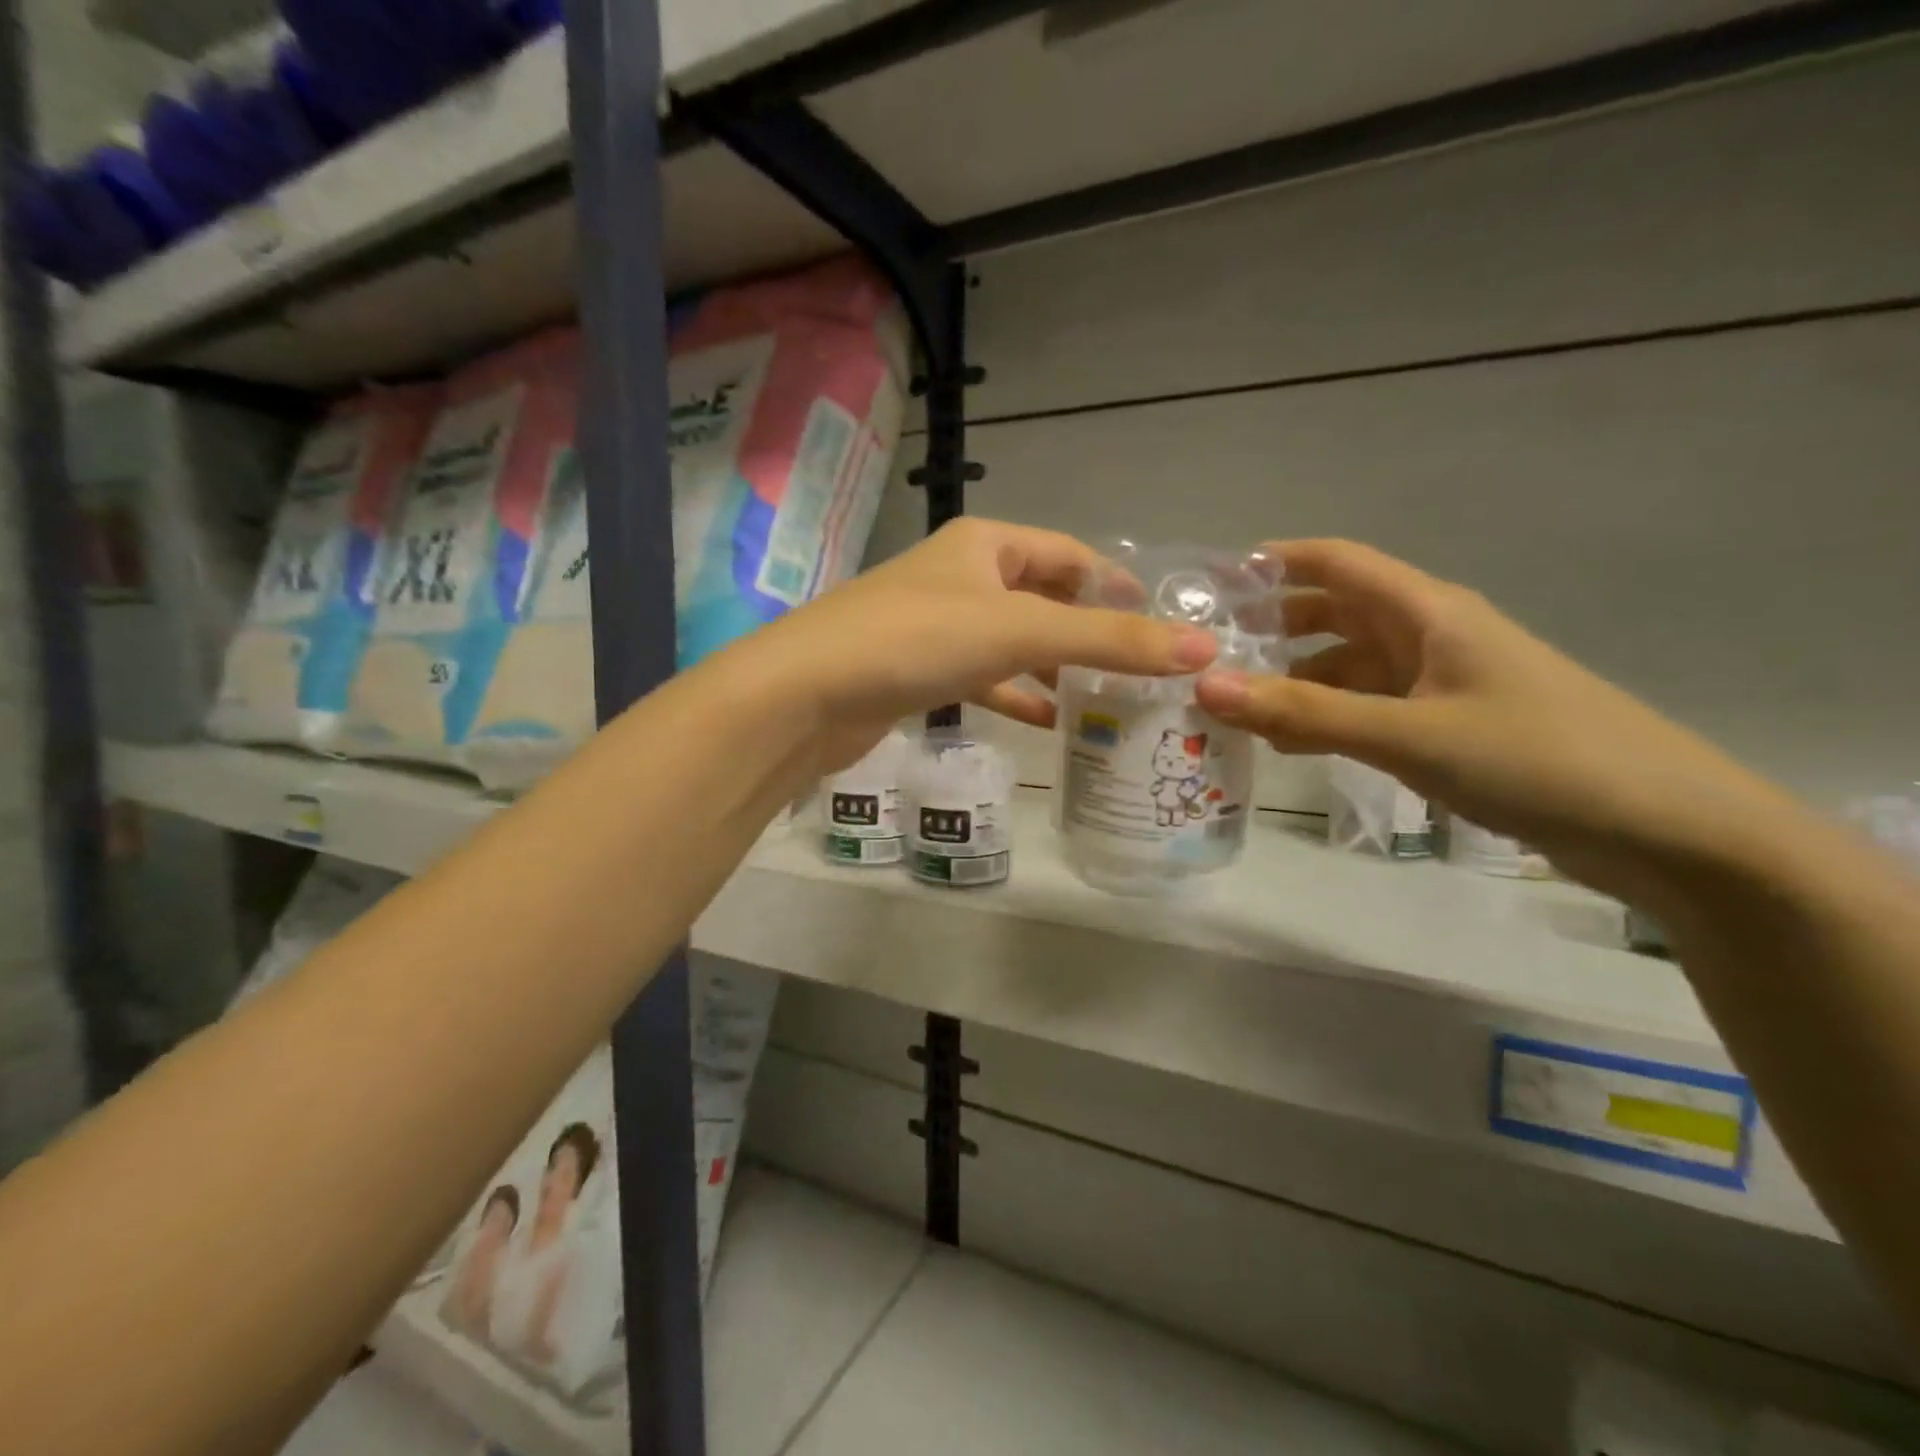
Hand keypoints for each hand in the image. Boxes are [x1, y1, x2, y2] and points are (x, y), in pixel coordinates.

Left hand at [737, 519, 1217, 772]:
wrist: (807, 692)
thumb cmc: (916, 640)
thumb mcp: (1021, 631)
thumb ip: (1108, 640)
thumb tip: (1201, 649)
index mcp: (985, 545)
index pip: (1067, 553)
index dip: (1115, 584)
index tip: (1161, 623)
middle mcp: (961, 576)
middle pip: (1041, 598)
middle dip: (1087, 631)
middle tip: (1140, 669)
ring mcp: (936, 625)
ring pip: (1012, 642)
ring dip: (1054, 668)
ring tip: (1105, 700)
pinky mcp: (918, 671)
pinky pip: (981, 678)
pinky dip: (1014, 695)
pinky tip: (1047, 723)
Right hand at [1193, 540, 1788, 891]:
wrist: (1667, 829)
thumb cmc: (1536, 758)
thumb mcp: (1408, 734)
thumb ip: (1304, 712)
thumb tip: (1205, 686)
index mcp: (1427, 612)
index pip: (1335, 562)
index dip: (1271, 563)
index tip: (1207, 584)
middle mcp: (1429, 636)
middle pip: (1333, 615)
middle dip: (1270, 630)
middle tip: (1204, 657)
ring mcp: (1440, 683)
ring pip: (1347, 669)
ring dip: (1292, 683)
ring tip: (1230, 712)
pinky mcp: (1448, 726)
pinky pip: (1367, 709)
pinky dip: (1324, 720)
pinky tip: (1288, 746)